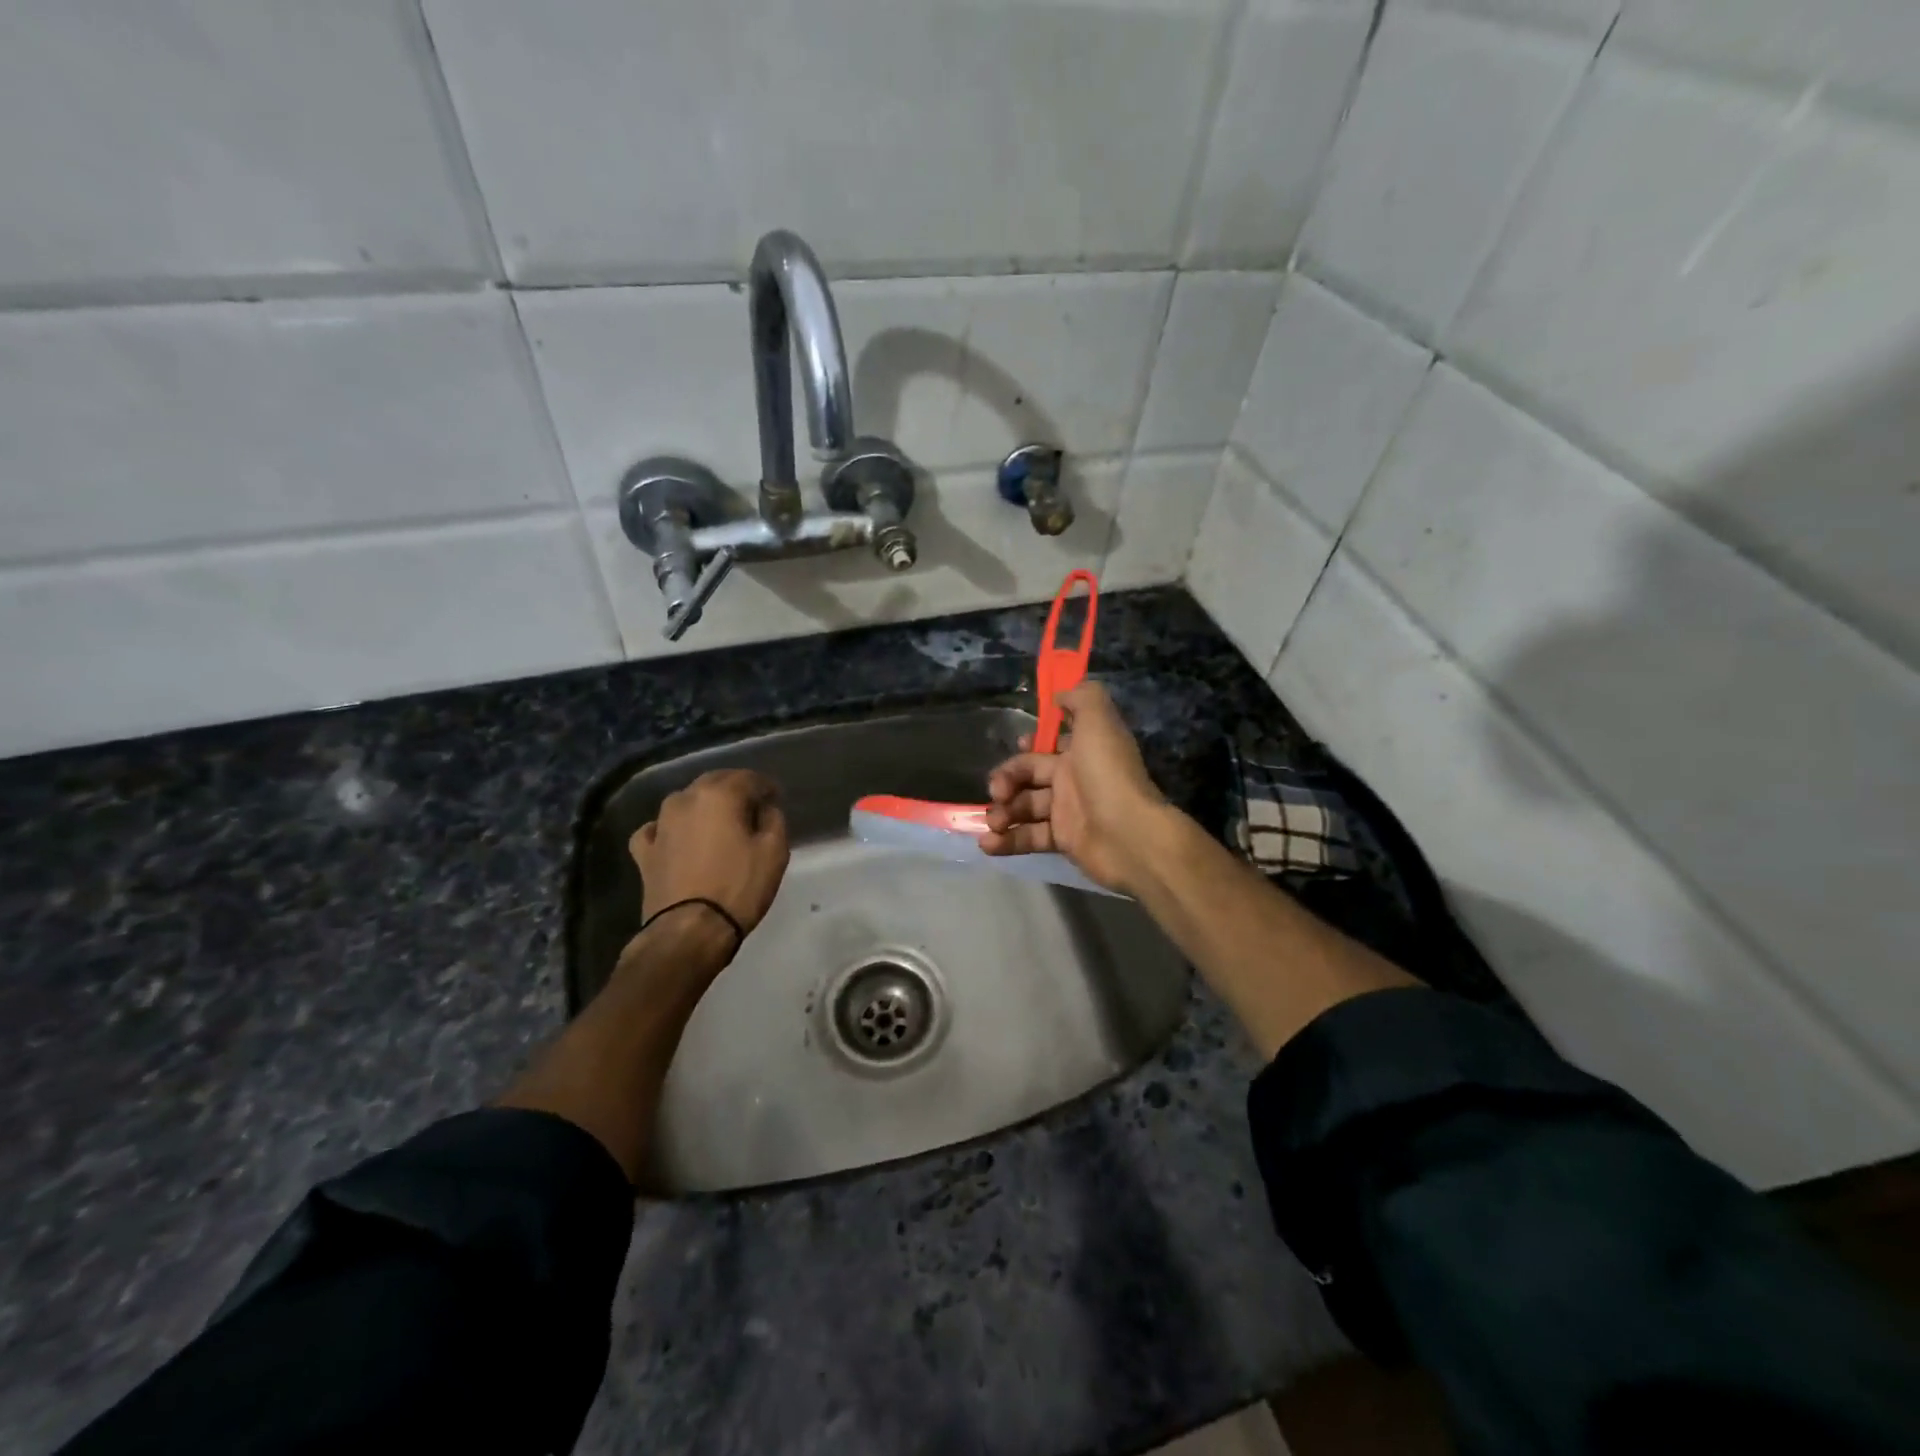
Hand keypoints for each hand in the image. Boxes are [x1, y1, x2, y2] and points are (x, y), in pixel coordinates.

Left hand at [629, 769, 789, 953]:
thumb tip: (765, 808)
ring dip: (704, 806)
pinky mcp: (644, 851)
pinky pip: (657, 829)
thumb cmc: (738, 887)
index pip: (748, 778)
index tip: (776, 798)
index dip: (766, 786)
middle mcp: (685, 800)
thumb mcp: (774, 852)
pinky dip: (670, 829)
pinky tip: (676, 838)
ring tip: (719, 823)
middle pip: (714, 782)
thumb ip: (773, 820)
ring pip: (685, 801)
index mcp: (719, 795)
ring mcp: (659, 824)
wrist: (689, 931)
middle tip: (752, 806)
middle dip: (735, 790)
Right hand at [982, 682, 1172, 894]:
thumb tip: (1060, 695)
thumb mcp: (1099, 721)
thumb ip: (1082, 697)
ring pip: (1025, 806)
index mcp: (1082, 749)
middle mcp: (1074, 778)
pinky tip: (988, 844)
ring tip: (993, 822)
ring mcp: (1068, 811)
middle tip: (997, 791)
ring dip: (1002, 813)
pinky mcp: (1064, 841)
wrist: (1129, 835)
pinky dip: (1006, 842)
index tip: (1018, 748)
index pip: (1048, 743)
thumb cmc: (1108, 774)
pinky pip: (1029, 838)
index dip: (1028, 745)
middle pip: (1029, 774)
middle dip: (1006, 780)